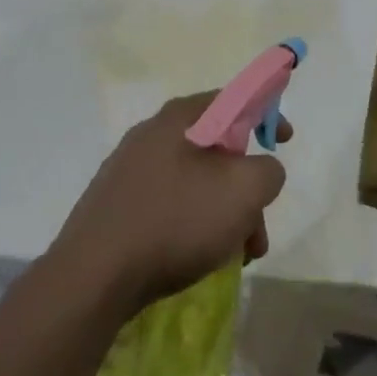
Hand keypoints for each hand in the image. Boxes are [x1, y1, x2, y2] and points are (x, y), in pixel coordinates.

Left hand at [52, 94, 289, 317]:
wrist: (92, 277)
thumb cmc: (175, 221)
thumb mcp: (243, 191)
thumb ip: (267, 170)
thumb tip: (260, 170)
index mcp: (180, 118)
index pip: (233, 98)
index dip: (266, 114)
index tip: (284, 141)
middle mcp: (152, 134)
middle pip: (217, 149)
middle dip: (246, 186)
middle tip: (258, 227)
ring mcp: (129, 170)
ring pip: (195, 183)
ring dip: (224, 214)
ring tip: (236, 257)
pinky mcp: (115, 205)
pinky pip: (169, 204)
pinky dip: (194, 225)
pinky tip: (199, 259)